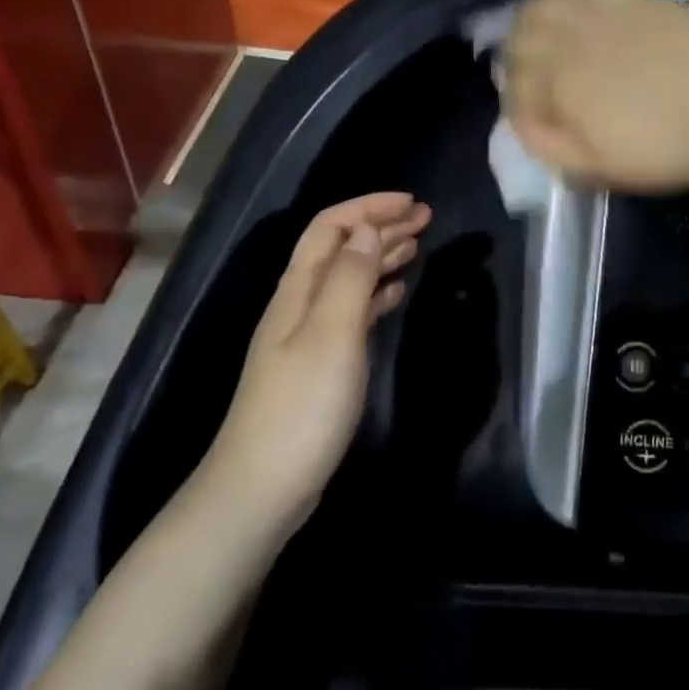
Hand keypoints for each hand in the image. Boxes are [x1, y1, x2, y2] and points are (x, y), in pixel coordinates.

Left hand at [208, 193, 430, 530]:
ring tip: (417, 245)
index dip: (368, 207)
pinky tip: (395, 293)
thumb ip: (351, 278)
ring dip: (380, 256)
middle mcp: (299, 304)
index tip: (411, 202)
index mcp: (298, 289)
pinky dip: (376, 294)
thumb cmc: (303, 406)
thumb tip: (367, 229)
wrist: (263, 487)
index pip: (330, 227)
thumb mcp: (332, 334)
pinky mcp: (320, 365)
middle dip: (380, 226)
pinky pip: (352, 312)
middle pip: (340, 248)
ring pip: (348, 279)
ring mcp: (308, 336)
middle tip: (425, 218)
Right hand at [503, 0, 688, 193]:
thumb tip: (520, 121)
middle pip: (522, 33)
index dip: (514, 97)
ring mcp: (603, 10)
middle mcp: (572, 38)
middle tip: (527, 71)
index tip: (527, 111)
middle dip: (515, 52)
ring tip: (530, 24)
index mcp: (560, 82)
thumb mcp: (597, 168)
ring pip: (544, 0)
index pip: (514, 80)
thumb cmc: (664, 150)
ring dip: (528, 14)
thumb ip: (548, 145)